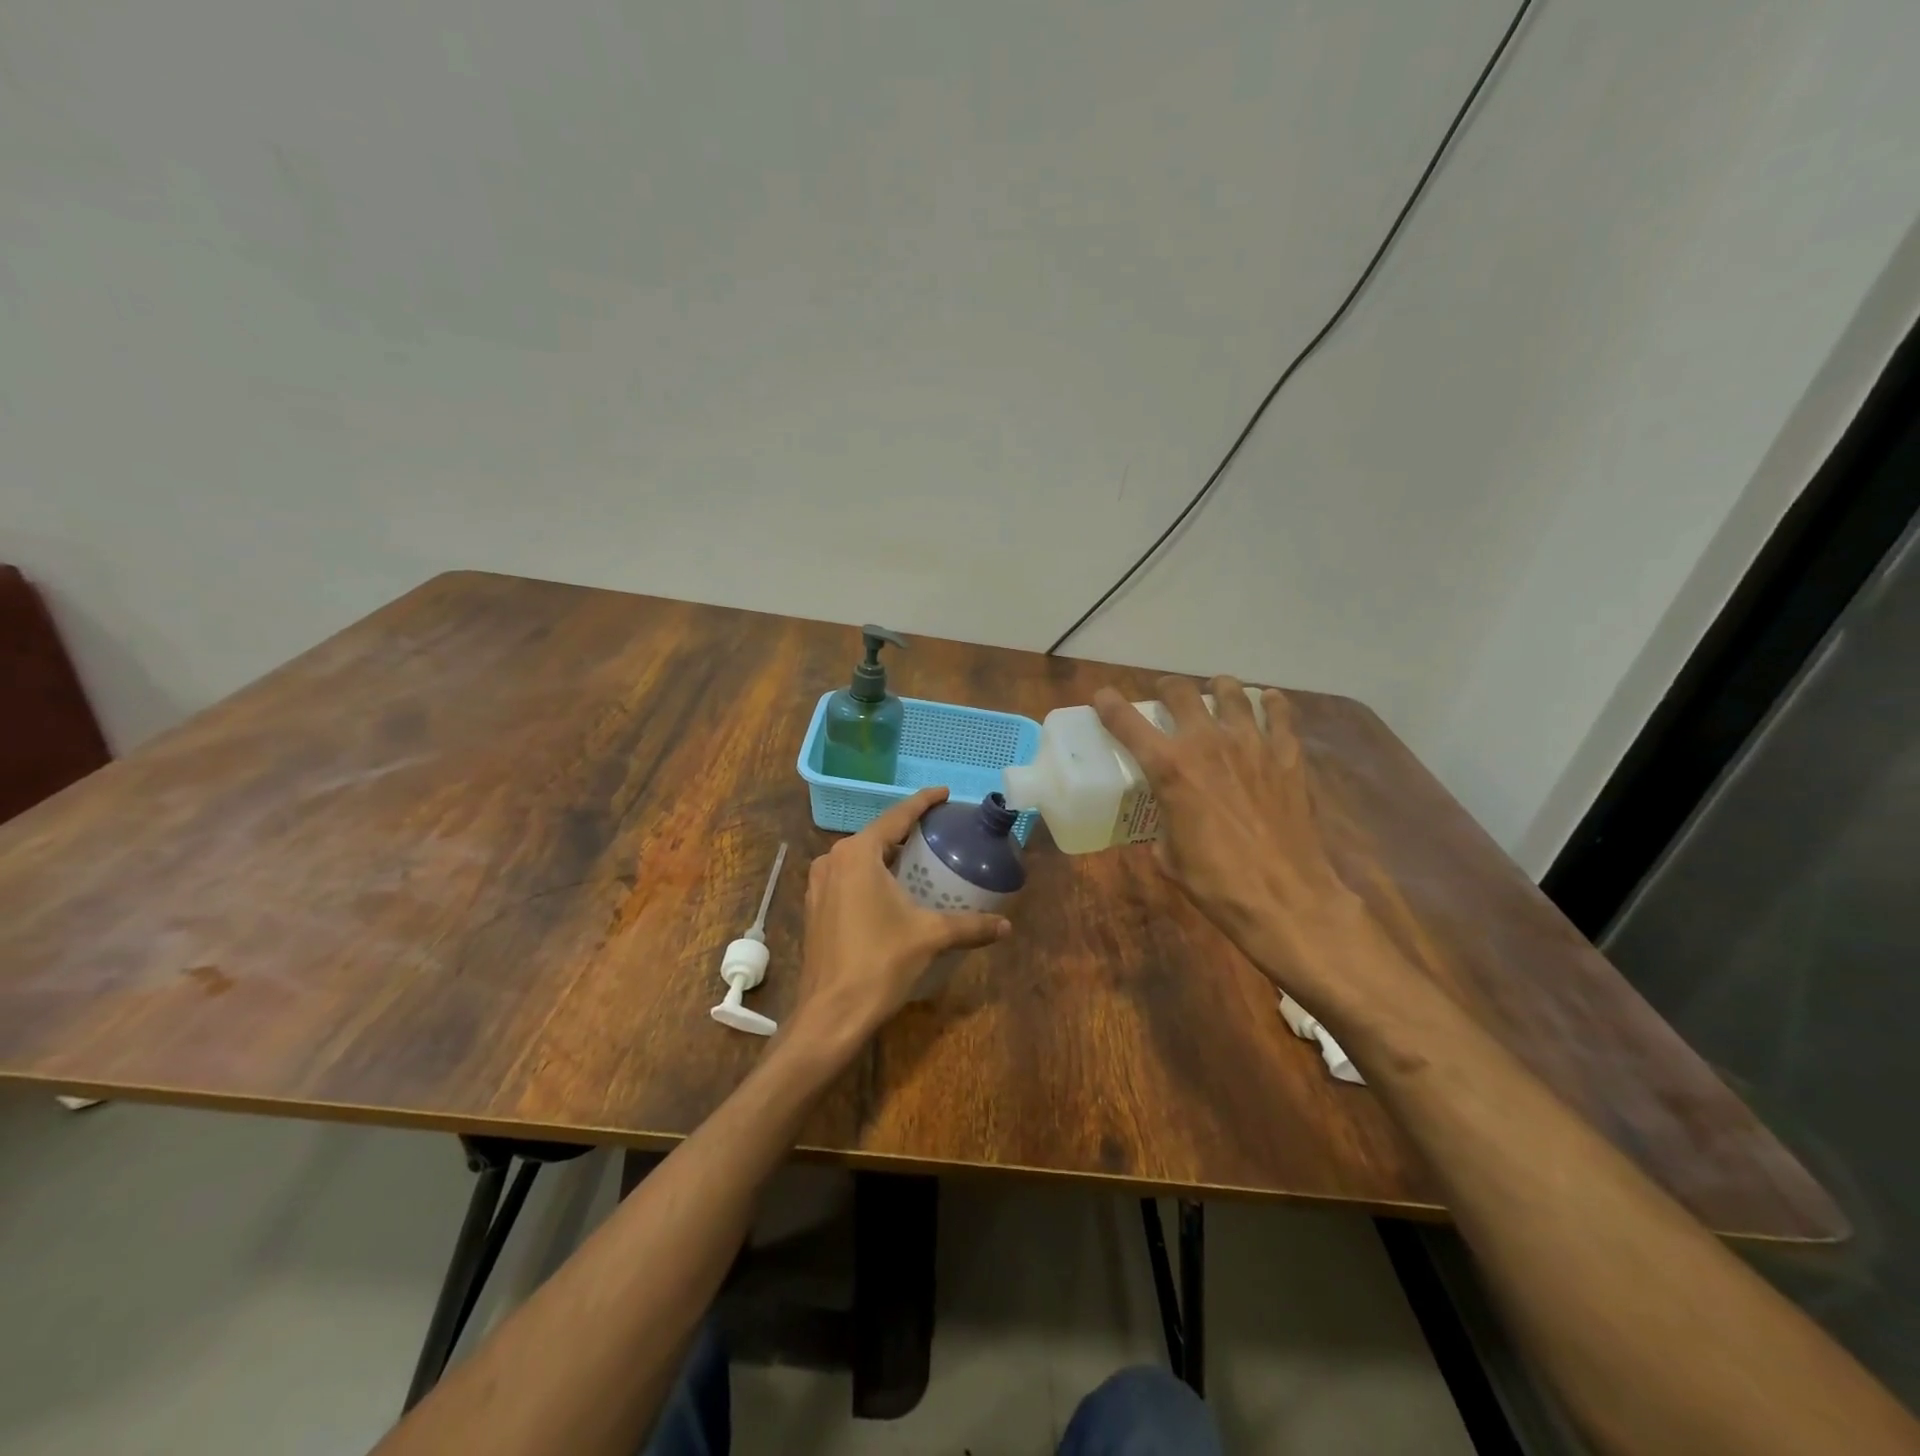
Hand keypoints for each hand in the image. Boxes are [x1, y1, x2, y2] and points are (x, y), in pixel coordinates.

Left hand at [784, 787, 1011, 1053]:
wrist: (830, 1014)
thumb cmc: (880, 963)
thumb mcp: (930, 937)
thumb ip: (970, 926)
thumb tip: (1007, 926)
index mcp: (858, 854)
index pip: (897, 816)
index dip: (923, 802)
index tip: (944, 792)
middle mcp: (833, 860)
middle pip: (877, 835)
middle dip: (907, 830)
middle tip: (938, 830)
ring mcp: (819, 885)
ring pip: (860, 858)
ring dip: (888, 854)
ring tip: (918, 857)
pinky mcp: (815, 908)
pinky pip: (849, 878)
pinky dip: (872, 875)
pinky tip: (892, 889)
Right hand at [1093, 675, 1379, 999]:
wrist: (1285, 897)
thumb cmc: (1216, 882)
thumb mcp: (1168, 856)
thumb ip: (1162, 825)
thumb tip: (1165, 822)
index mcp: (1169, 768)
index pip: (1127, 722)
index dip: (1108, 704)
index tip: (1102, 697)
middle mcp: (1206, 743)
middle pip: (1180, 691)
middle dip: (1166, 689)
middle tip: (1166, 698)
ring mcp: (1251, 744)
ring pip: (1231, 692)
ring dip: (1217, 689)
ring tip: (1215, 695)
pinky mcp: (1287, 755)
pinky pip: (1279, 713)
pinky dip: (1269, 704)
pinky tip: (1265, 704)